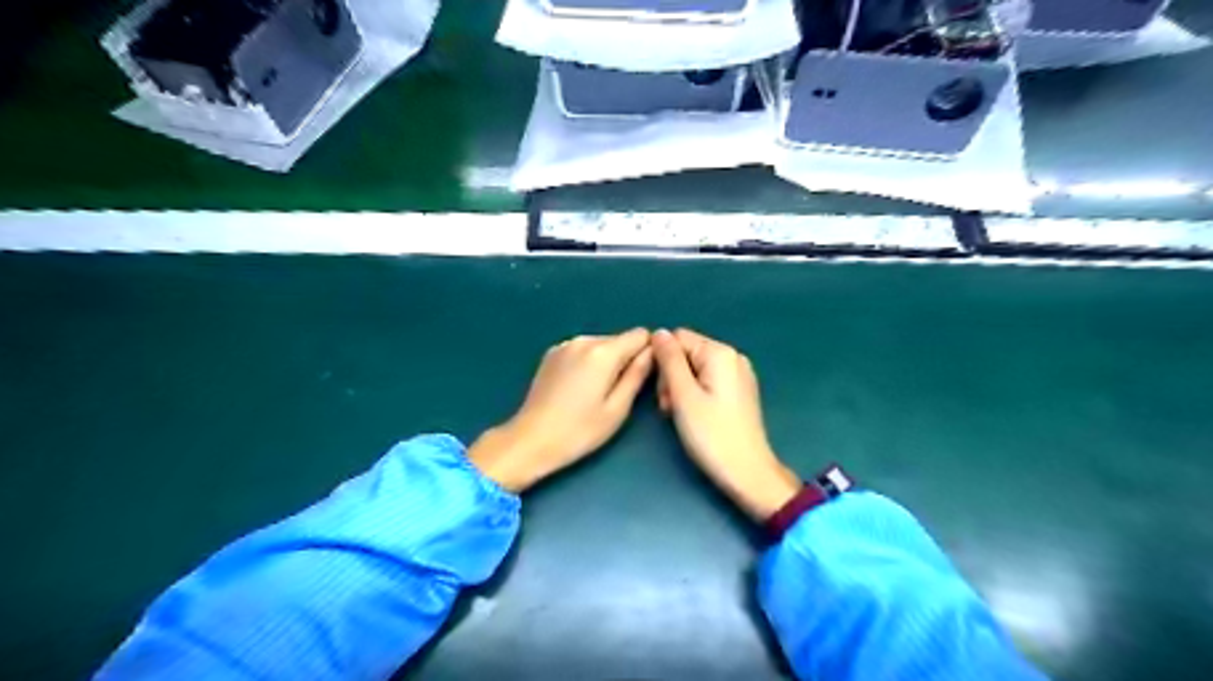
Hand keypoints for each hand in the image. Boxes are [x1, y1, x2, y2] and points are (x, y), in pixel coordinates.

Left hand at [469, 328, 653, 490]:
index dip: (648, 353)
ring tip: (596, 394)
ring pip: (601, 345)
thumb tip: (653, 352)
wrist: (530, 440)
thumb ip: (638, 375)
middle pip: (620, 340)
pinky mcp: (551, 354)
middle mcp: (583, 340)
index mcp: (602, 352)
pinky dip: (588, 364)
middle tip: (619, 393)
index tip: (643, 377)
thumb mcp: (617, 409)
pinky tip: (578, 389)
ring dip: (606, 363)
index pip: (640, 334)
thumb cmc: (579, 431)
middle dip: (626, 359)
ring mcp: (564, 345)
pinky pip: (582, 351)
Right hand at [653, 329, 796, 519]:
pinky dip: (695, 394)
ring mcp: (739, 374)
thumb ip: (669, 360)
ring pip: (695, 368)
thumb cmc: (712, 435)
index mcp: (720, 353)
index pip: (677, 338)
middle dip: (671, 376)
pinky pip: (708, 381)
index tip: (661, 391)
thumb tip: (658, 332)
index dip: (662, 361)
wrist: (747, 473)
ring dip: (680, 387)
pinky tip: (693, 415)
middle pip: (687, 352)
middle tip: (669, 408)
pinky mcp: (739, 391)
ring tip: (678, 414)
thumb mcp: (683, 395)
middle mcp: (733, 357)